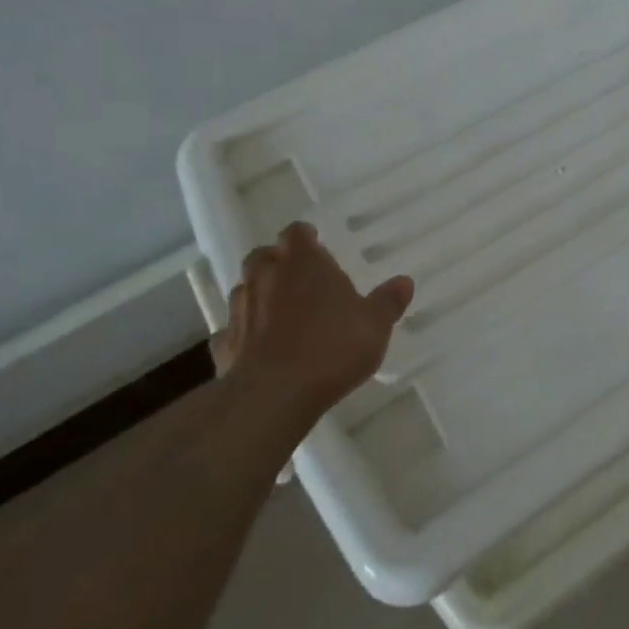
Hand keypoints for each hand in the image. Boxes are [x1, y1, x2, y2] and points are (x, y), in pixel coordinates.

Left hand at [215, 223, 413, 417]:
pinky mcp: (224, 346)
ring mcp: (240, 311)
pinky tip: (257, 348)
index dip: (305, 237)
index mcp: (303, 263)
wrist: (274, 395)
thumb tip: (404, 281)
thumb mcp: (375, 324)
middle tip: (297, 277)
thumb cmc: (332, 347)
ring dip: (258, 295)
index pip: (296, 233)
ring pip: (244, 290)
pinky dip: (242, 334)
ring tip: (279, 312)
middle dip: (277, 262)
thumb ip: (388, 301)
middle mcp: (267, 278)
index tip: (316, 246)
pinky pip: (231, 331)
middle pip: (263, 256)